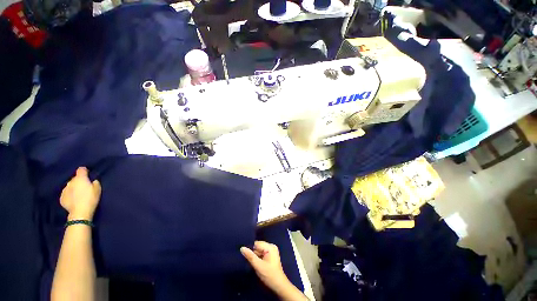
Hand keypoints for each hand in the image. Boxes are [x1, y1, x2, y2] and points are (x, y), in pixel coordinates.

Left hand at [60, 167, 101, 220]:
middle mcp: (71, 182)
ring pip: (70, 186)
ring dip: (73, 188)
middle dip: (79, 181)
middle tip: (84, 187)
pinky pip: (66, 193)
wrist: (80, 212)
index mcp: (80, 178)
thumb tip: (92, 181)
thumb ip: (95, 182)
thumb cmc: (91, 199)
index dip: (84, 171)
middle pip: (75, 178)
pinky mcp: (61, 197)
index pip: (81, 169)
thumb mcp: (98, 189)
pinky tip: (74, 199)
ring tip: (78, 194)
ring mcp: (65, 190)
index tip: (87, 174)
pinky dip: (70, 195)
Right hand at [241, 241, 291, 292]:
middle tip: (251, 262)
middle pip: (258, 247)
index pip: (256, 244)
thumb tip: (242, 248)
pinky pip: (262, 254)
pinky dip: (259, 259)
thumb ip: (250, 256)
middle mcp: (271, 246)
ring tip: (254, 264)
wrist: (279, 286)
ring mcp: (271, 251)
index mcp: (270, 246)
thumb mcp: (258, 266)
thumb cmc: (269, 275)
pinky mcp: (271, 256)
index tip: (247, 257)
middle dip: (254, 254)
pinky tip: (258, 264)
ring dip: (256, 257)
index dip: (251, 250)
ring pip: (259, 251)